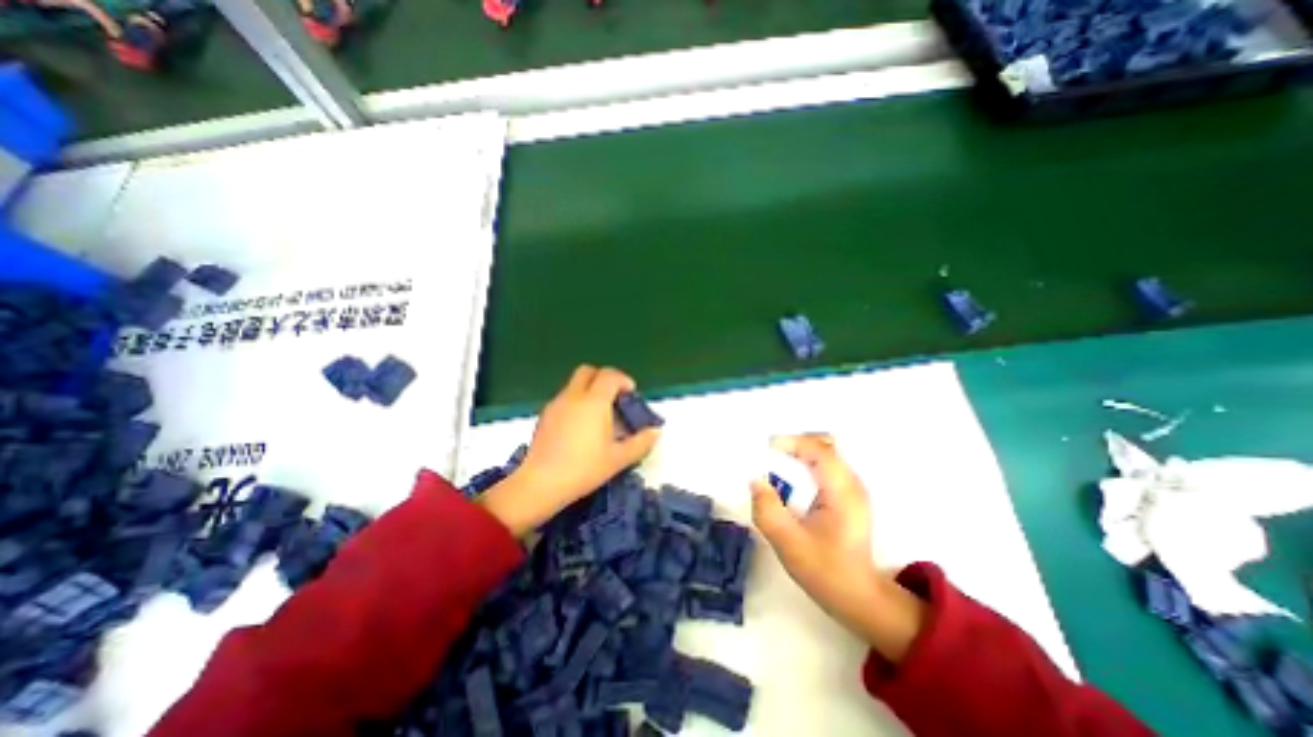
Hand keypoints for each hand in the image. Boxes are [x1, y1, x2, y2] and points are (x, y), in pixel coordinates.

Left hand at [482, 366, 662, 535]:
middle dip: (603, 379)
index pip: (610, 375)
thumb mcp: (618, 459)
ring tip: (598, 417)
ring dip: (589, 391)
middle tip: (614, 399)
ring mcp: (556, 404)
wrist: (540, 484)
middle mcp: (573, 396)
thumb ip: (641, 443)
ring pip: (574, 385)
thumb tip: (656, 432)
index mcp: (594, 402)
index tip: (631, 396)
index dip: (623, 380)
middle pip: (588, 371)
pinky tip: (579, 427)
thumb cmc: (583, 469)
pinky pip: (564, 398)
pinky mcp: (544, 416)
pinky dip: (576, 402)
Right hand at [748, 434, 920, 659]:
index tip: (767, 446)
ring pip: (828, 452)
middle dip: (796, 442)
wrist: (859, 596)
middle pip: (826, 445)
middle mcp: (852, 484)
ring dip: (801, 451)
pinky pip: (827, 464)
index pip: (820, 451)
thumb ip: (768, 510)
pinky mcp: (849, 495)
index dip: (793, 442)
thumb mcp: (789, 544)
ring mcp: (853, 488)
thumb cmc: (825, 571)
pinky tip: (793, 475)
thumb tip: (756, 480)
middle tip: (771, 452)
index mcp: (842, 493)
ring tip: (777, 460)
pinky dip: (807, 461)